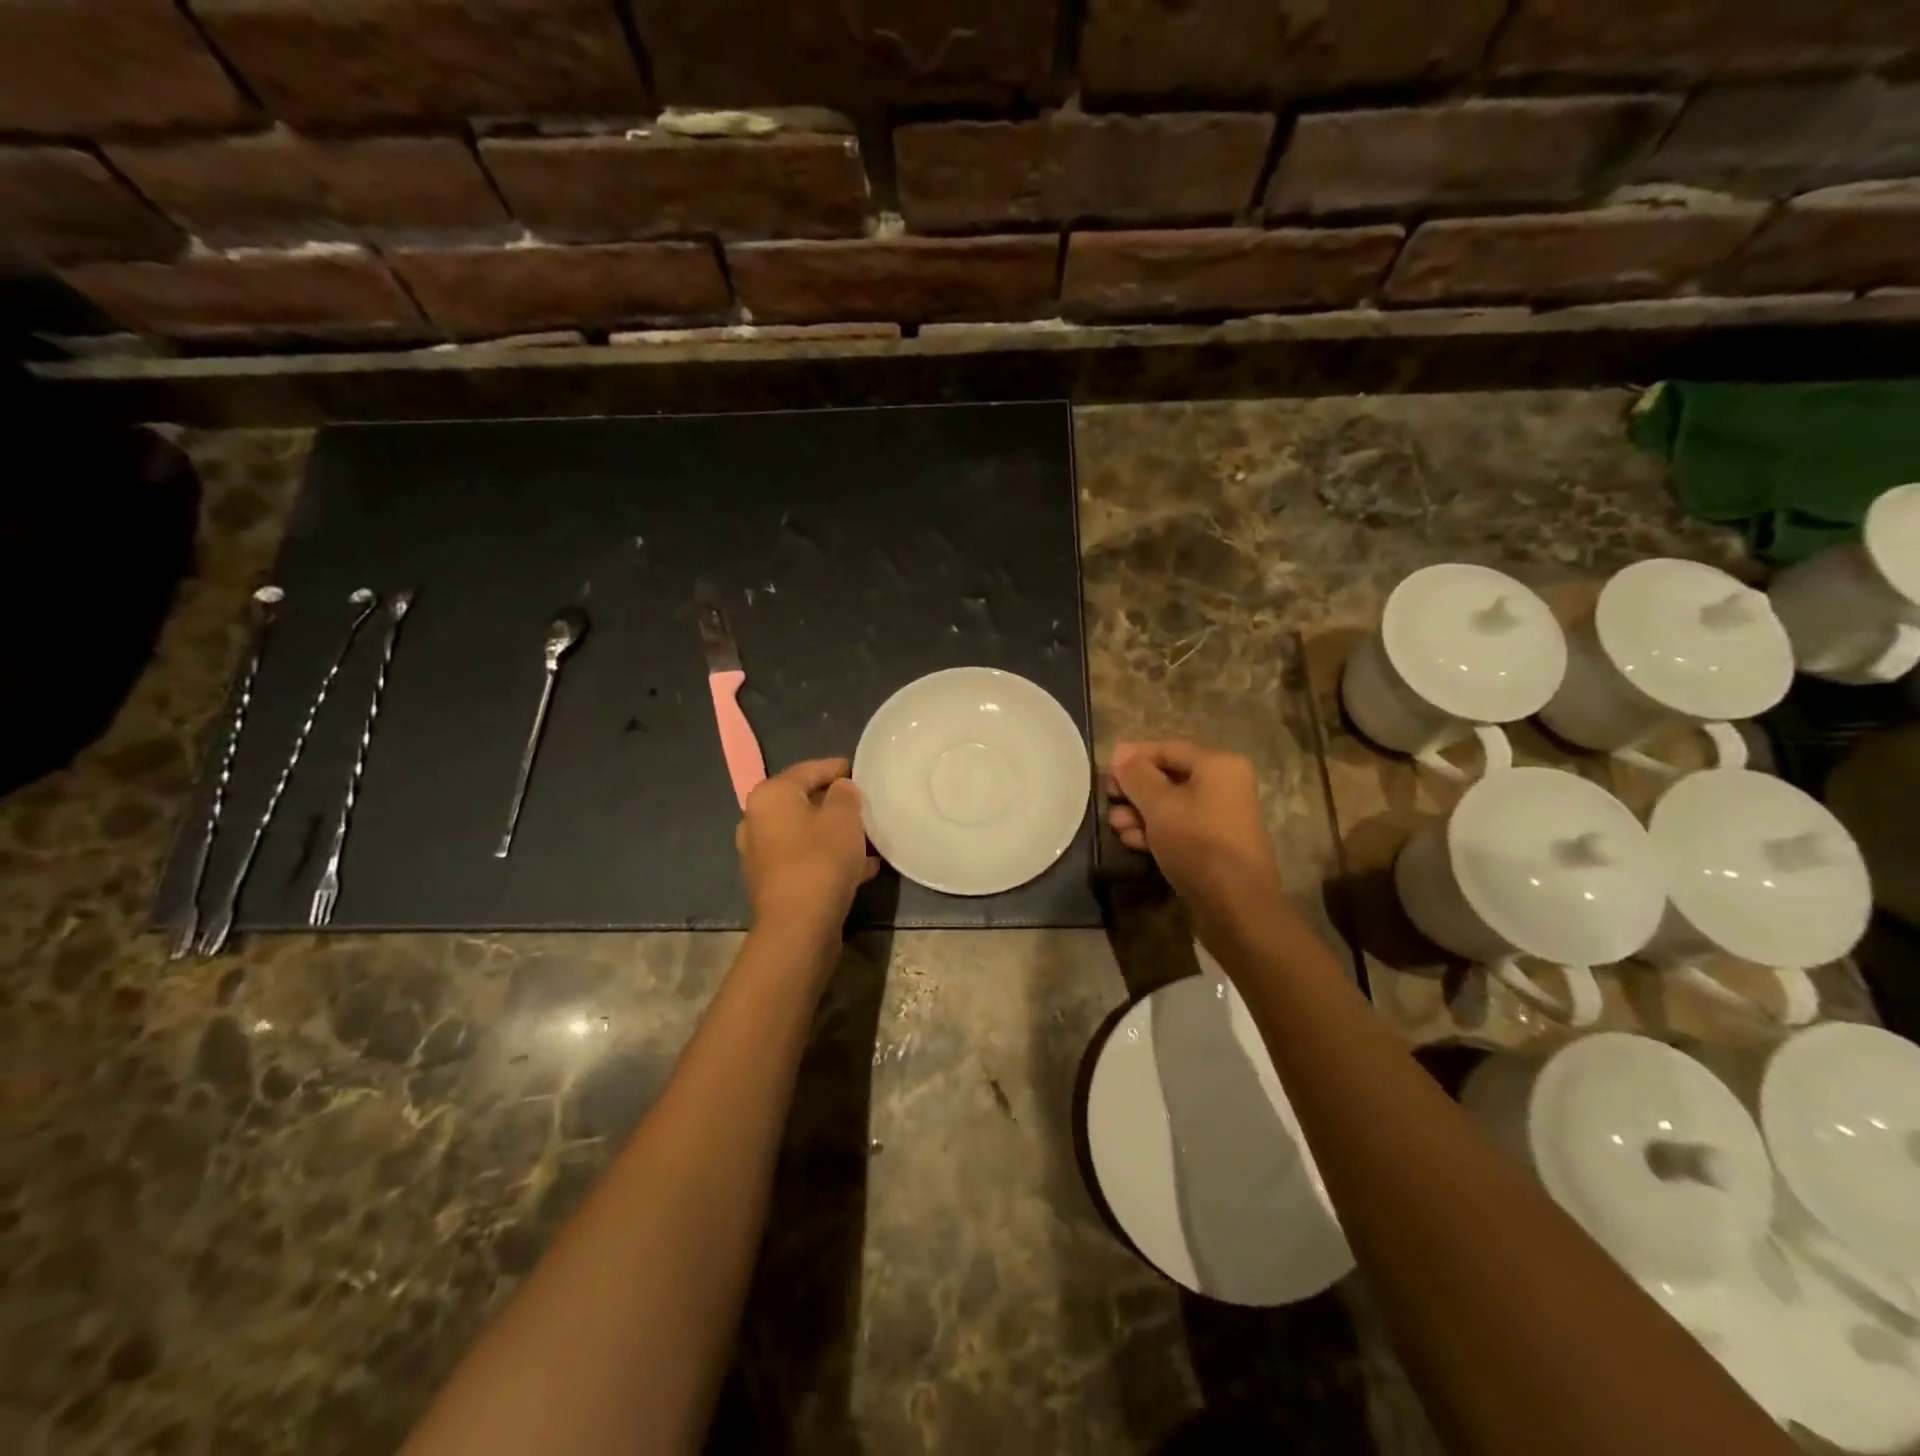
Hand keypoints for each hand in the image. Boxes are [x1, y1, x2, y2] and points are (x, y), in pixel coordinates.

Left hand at [736, 758, 877, 932]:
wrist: (798, 926)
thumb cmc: (820, 859)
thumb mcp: (844, 817)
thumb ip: (845, 794)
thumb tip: (841, 789)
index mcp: (770, 796)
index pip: (806, 770)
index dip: (834, 768)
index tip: (858, 768)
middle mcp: (756, 821)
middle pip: (802, 802)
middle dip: (834, 803)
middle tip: (863, 803)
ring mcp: (760, 854)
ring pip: (804, 833)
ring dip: (833, 833)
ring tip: (866, 836)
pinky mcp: (771, 882)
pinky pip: (804, 859)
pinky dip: (828, 857)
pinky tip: (861, 867)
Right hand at [1106, 741, 1283, 925]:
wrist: (1236, 904)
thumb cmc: (1198, 843)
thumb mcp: (1159, 805)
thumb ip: (1137, 776)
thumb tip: (1121, 755)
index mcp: (1218, 765)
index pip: (1167, 748)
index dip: (1133, 756)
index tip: (1105, 769)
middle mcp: (1224, 784)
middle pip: (1168, 777)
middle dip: (1134, 790)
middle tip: (1107, 800)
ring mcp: (1221, 815)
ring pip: (1171, 804)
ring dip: (1140, 813)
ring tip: (1116, 827)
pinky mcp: (1214, 843)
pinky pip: (1180, 826)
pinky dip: (1156, 830)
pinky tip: (1132, 842)